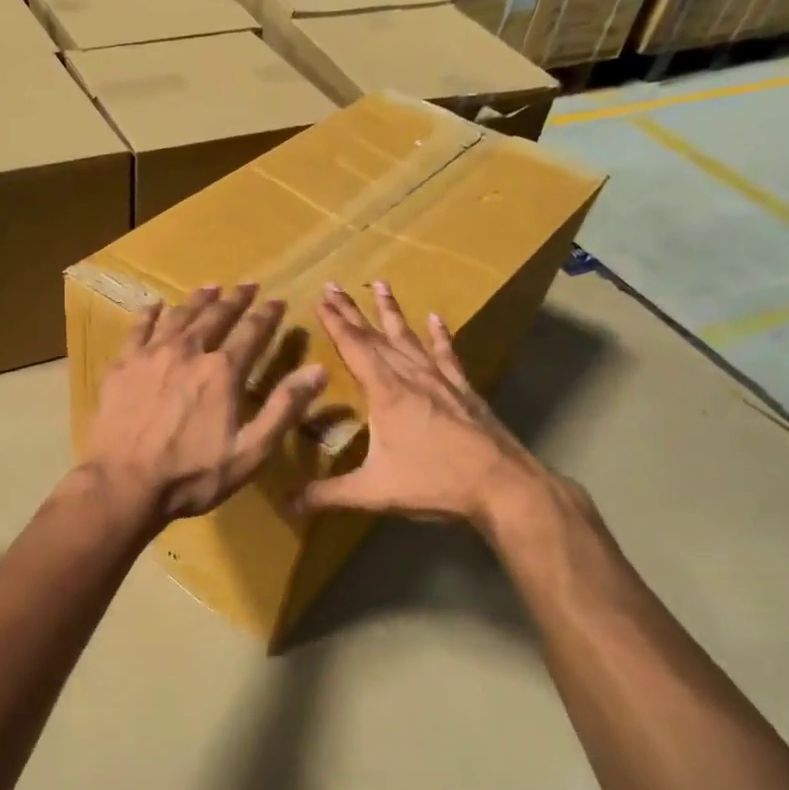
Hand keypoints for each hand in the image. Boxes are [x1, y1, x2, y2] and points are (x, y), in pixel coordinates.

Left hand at [80, 284, 328, 523]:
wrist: (124, 484)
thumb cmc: (192, 475)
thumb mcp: (251, 451)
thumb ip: (284, 408)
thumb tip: (318, 370)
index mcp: (223, 371)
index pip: (252, 332)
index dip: (267, 315)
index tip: (277, 301)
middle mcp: (189, 351)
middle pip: (216, 316)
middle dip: (235, 299)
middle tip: (246, 285)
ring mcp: (151, 355)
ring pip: (179, 316)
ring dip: (198, 300)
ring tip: (210, 288)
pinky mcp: (122, 365)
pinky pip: (138, 328)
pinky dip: (150, 314)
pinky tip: (155, 306)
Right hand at [298, 281, 584, 545]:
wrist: (502, 485)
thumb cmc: (434, 483)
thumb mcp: (373, 492)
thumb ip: (327, 495)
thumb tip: (286, 505)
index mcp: (386, 393)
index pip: (354, 348)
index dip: (335, 322)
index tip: (320, 297)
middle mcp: (411, 377)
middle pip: (376, 336)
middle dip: (352, 310)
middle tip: (334, 285)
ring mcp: (440, 380)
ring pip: (409, 337)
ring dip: (392, 312)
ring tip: (380, 284)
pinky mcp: (463, 390)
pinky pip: (447, 355)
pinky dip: (439, 336)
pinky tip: (436, 319)